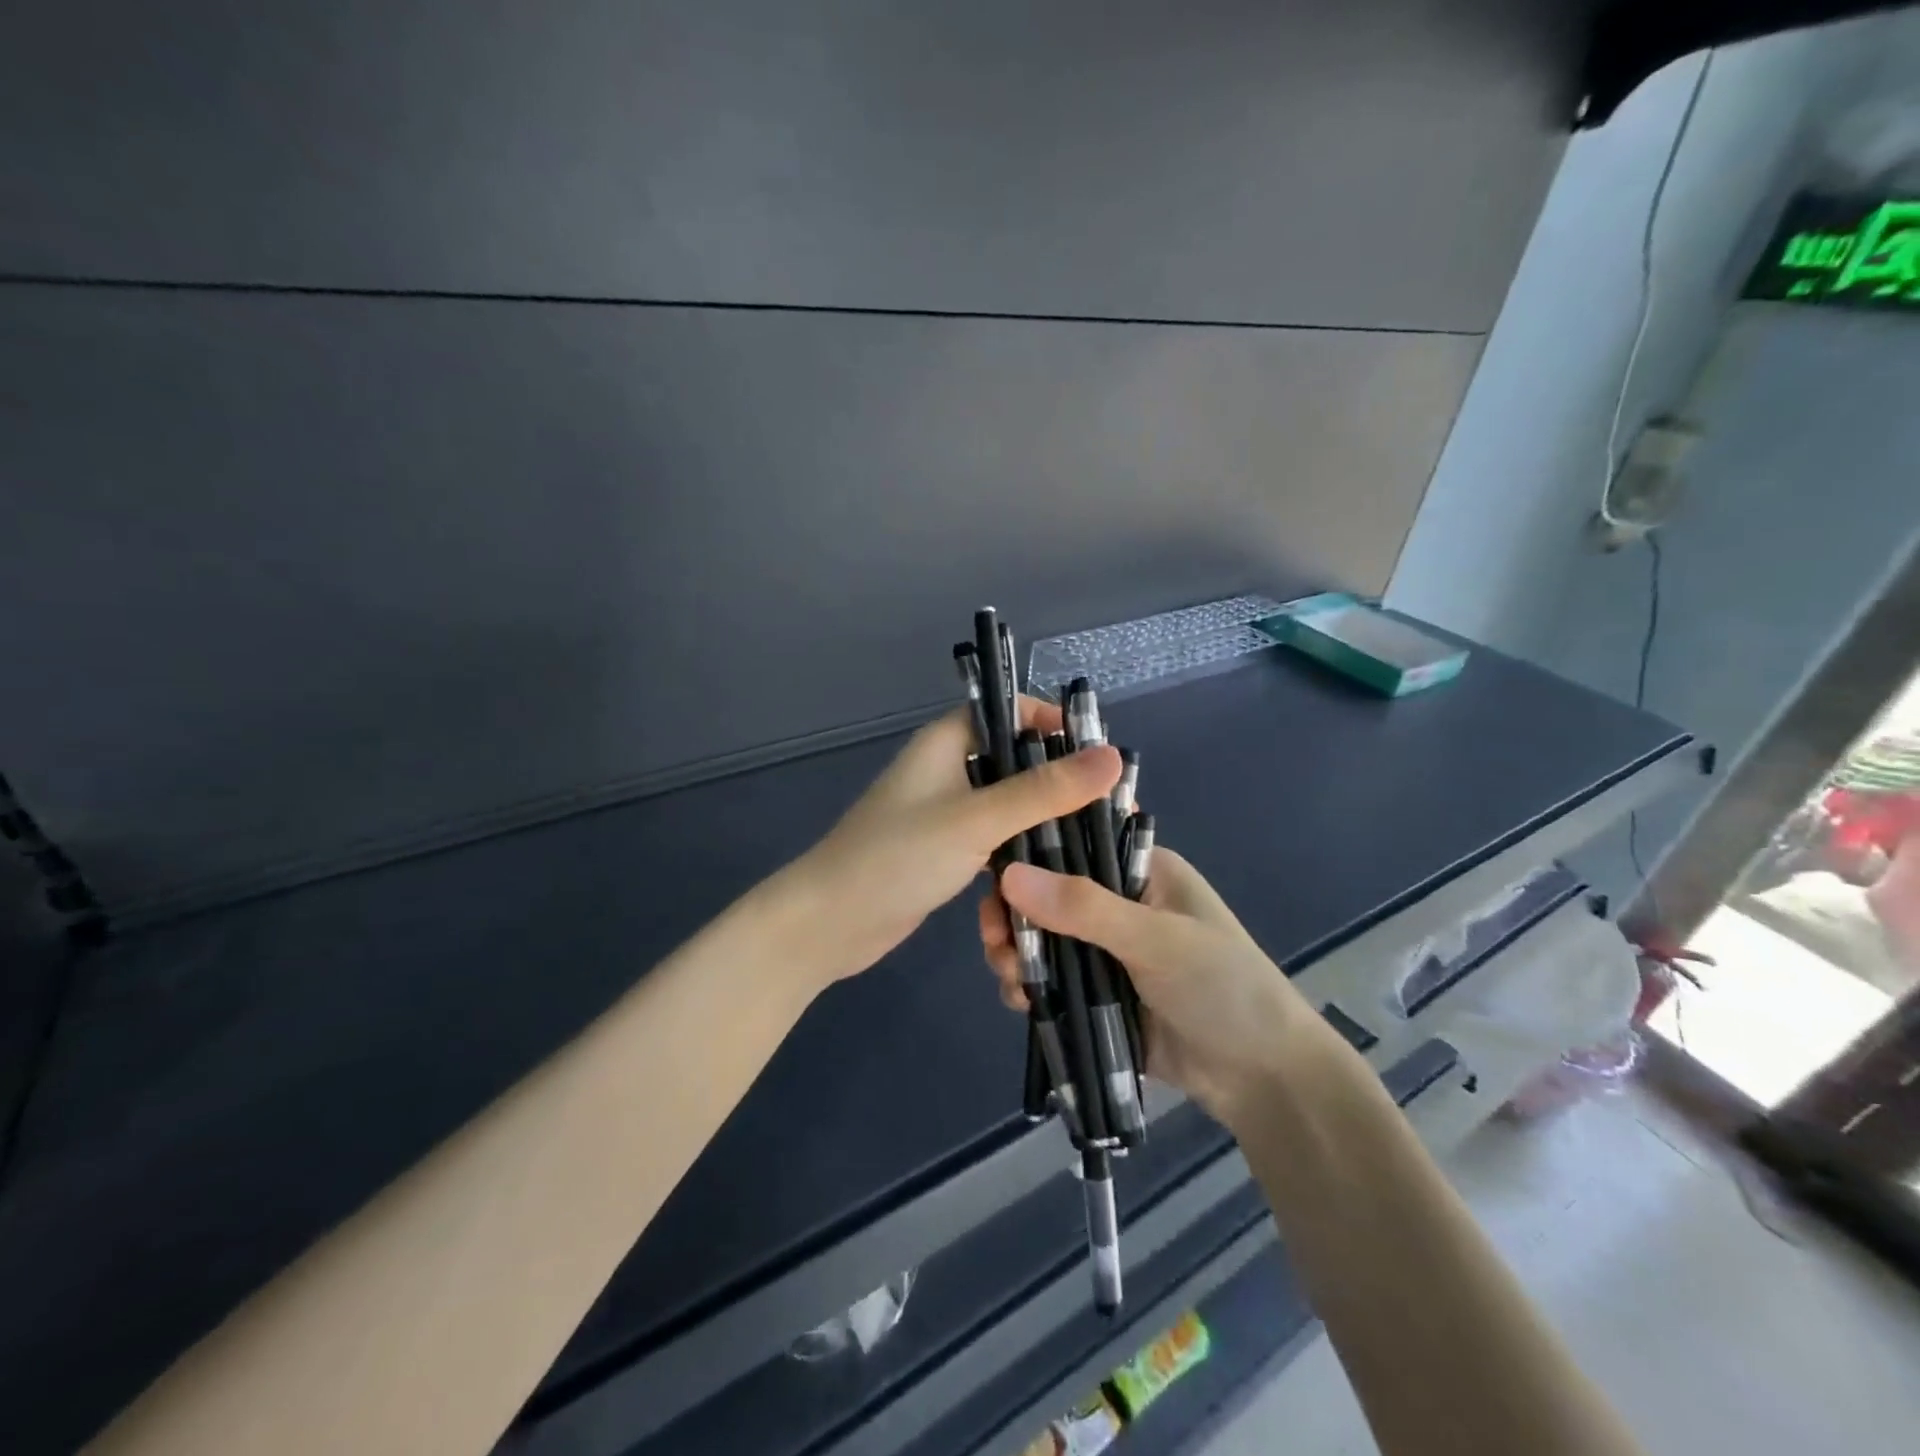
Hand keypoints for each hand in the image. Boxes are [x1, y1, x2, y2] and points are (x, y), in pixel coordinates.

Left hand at [785, 697, 1121, 988]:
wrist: (830, 924)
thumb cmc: (897, 858)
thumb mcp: (976, 819)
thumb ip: (1044, 789)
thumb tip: (1113, 756)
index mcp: (946, 741)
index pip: (1009, 711)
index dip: (1054, 723)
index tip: (1099, 753)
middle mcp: (947, 768)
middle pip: (1015, 759)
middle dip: (1058, 779)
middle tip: (1109, 806)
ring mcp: (945, 812)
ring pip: (1008, 803)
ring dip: (1042, 819)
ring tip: (1093, 839)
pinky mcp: (946, 851)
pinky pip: (995, 838)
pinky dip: (1021, 849)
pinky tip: (1054, 869)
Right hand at [981, 848, 1315, 1131]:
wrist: (1262, 1079)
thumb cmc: (1223, 988)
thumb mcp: (1157, 940)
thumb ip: (1084, 908)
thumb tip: (1008, 875)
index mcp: (1142, 870)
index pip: (1075, 840)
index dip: (1031, 851)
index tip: (993, 874)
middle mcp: (1119, 902)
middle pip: (1048, 892)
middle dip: (1016, 914)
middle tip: (995, 938)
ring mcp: (1106, 950)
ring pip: (1043, 938)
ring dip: (1018, 953)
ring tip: (1010, 975)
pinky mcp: (1097, 993)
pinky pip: (1051, 980)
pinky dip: (1030, 987)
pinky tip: (1023, 1002)